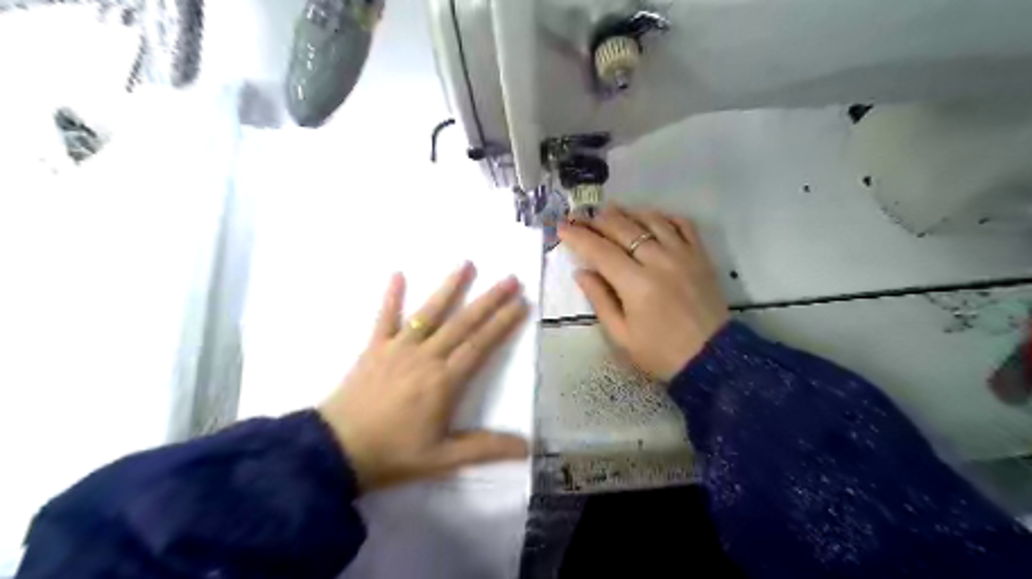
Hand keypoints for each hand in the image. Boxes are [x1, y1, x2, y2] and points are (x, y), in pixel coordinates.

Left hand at [322, 262, 530, 493]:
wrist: (335, 452)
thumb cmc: (393, 455)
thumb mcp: (443, 458)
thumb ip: (485, 448)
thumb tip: (527, 448)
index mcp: (444, 381)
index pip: (481, 345)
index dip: (503, 323)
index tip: (521, 303)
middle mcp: (425, 357)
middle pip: (463, 323)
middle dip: (489, 300)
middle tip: (510, 279)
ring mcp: (398, 349)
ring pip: (430, 313)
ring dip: (449, 287)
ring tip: (466, 264)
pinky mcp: (374, 348)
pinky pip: (384, 318)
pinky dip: (391, 297)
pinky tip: (398, 274)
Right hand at [561, 205, 727, 381]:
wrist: (712, 358)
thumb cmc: (660, 352)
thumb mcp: (621, 335)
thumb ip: (600, 300)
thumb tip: (581, 272)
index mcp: (636, 284)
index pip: (600, 250)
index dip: (578, 237)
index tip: (561, 228)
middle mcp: (659, 260)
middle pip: (622, 227)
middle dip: (595, 219)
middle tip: (578, 216)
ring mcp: (683, 254)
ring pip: (650, 219)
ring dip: (626, 212)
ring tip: (608, 211)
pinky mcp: (700, 255)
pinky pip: (682, 223)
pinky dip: (662, 216)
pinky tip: (649, 218)